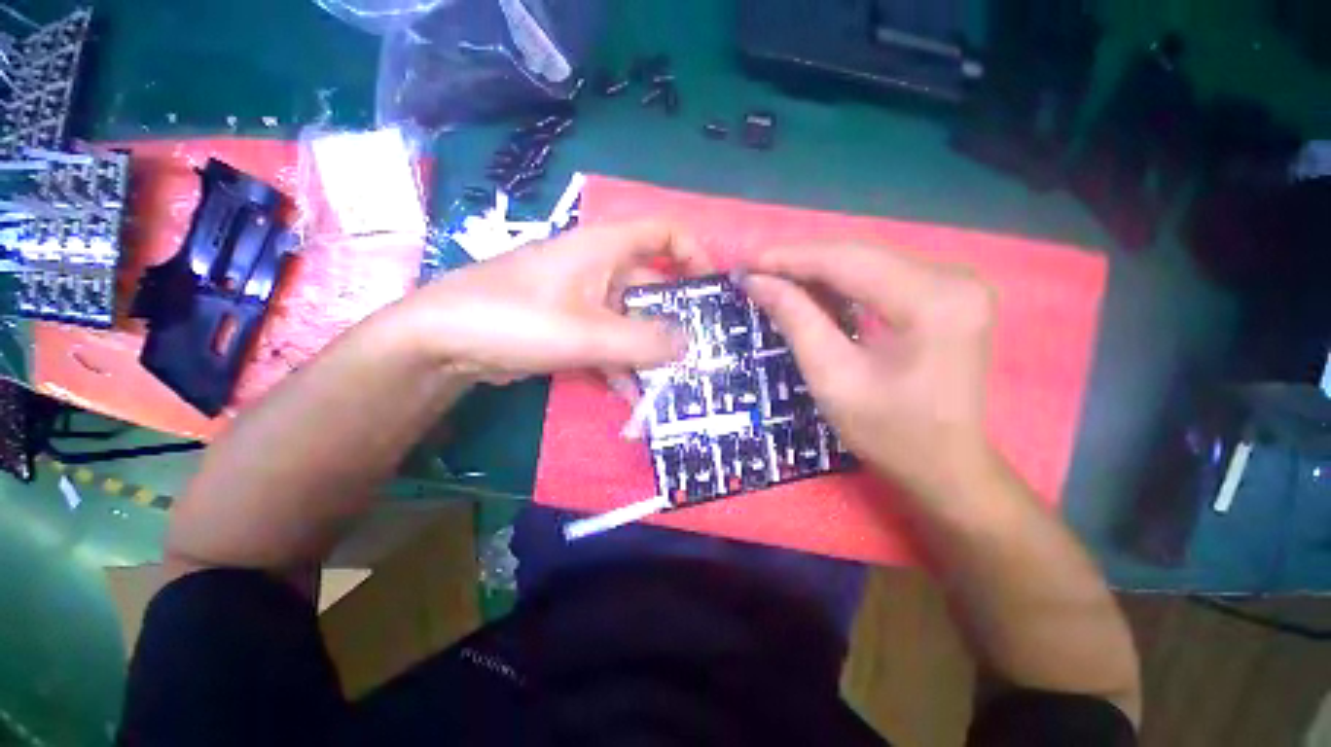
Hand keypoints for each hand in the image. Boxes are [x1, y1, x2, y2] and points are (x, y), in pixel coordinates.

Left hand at [400, 222, 709, 382]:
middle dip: (676, 315)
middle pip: (652, 283)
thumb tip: (688, 346)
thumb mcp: (587, 333)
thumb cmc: (516, 319)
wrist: (444, 341)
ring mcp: (584, 298)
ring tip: (673, 377)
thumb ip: (642, 341)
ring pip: (631, 317)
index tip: (712, 289)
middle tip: (700, 346)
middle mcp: (599, 267)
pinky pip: (609, 339)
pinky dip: (622, 362)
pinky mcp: (571, 325)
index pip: (664, 233)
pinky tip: (632, 393)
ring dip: (649, 347)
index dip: (694, 254)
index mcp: (605, 248)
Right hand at [743, 244, 997, 498]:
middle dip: (799, 261)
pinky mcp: (946, 293)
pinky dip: (840, 281)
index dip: (790, 258)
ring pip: (867, 260)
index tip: (746, 264)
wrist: (945, 465)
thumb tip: (757, 281)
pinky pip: (880, 274)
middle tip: (753, 271)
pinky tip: (810, 291)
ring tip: (773, 279)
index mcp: (933, 302)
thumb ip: (796, 321)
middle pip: (858, 254)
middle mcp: (953, 278)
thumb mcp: (833, 378)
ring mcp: (955, 282)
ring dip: (816, 270)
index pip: (847, 261)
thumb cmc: (889, 433)